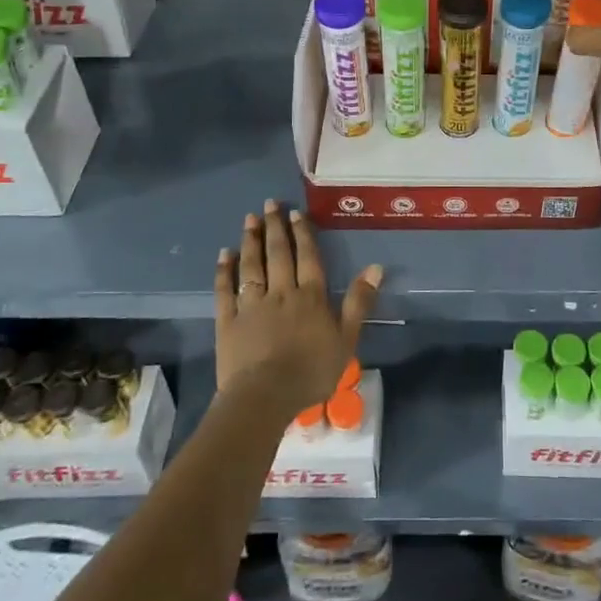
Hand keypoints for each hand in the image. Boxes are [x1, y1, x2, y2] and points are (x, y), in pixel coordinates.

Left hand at [215, 200, 381, 418]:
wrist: (265, 396)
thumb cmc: (311, 371)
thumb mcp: (347, 339)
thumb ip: (359, 302)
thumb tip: (375, 267)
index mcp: (310, 296)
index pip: (307, 257)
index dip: (302, 234)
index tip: (296, 213)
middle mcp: (281, 292)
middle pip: (278, 254)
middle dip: (275, 227)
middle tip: (270, 204)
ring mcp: (252, 305)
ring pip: (251, 266)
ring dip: (251, 240)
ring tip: (249, 219)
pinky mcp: (228, 321)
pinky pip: (225, 290)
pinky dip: (224, 271)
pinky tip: (224, 254)